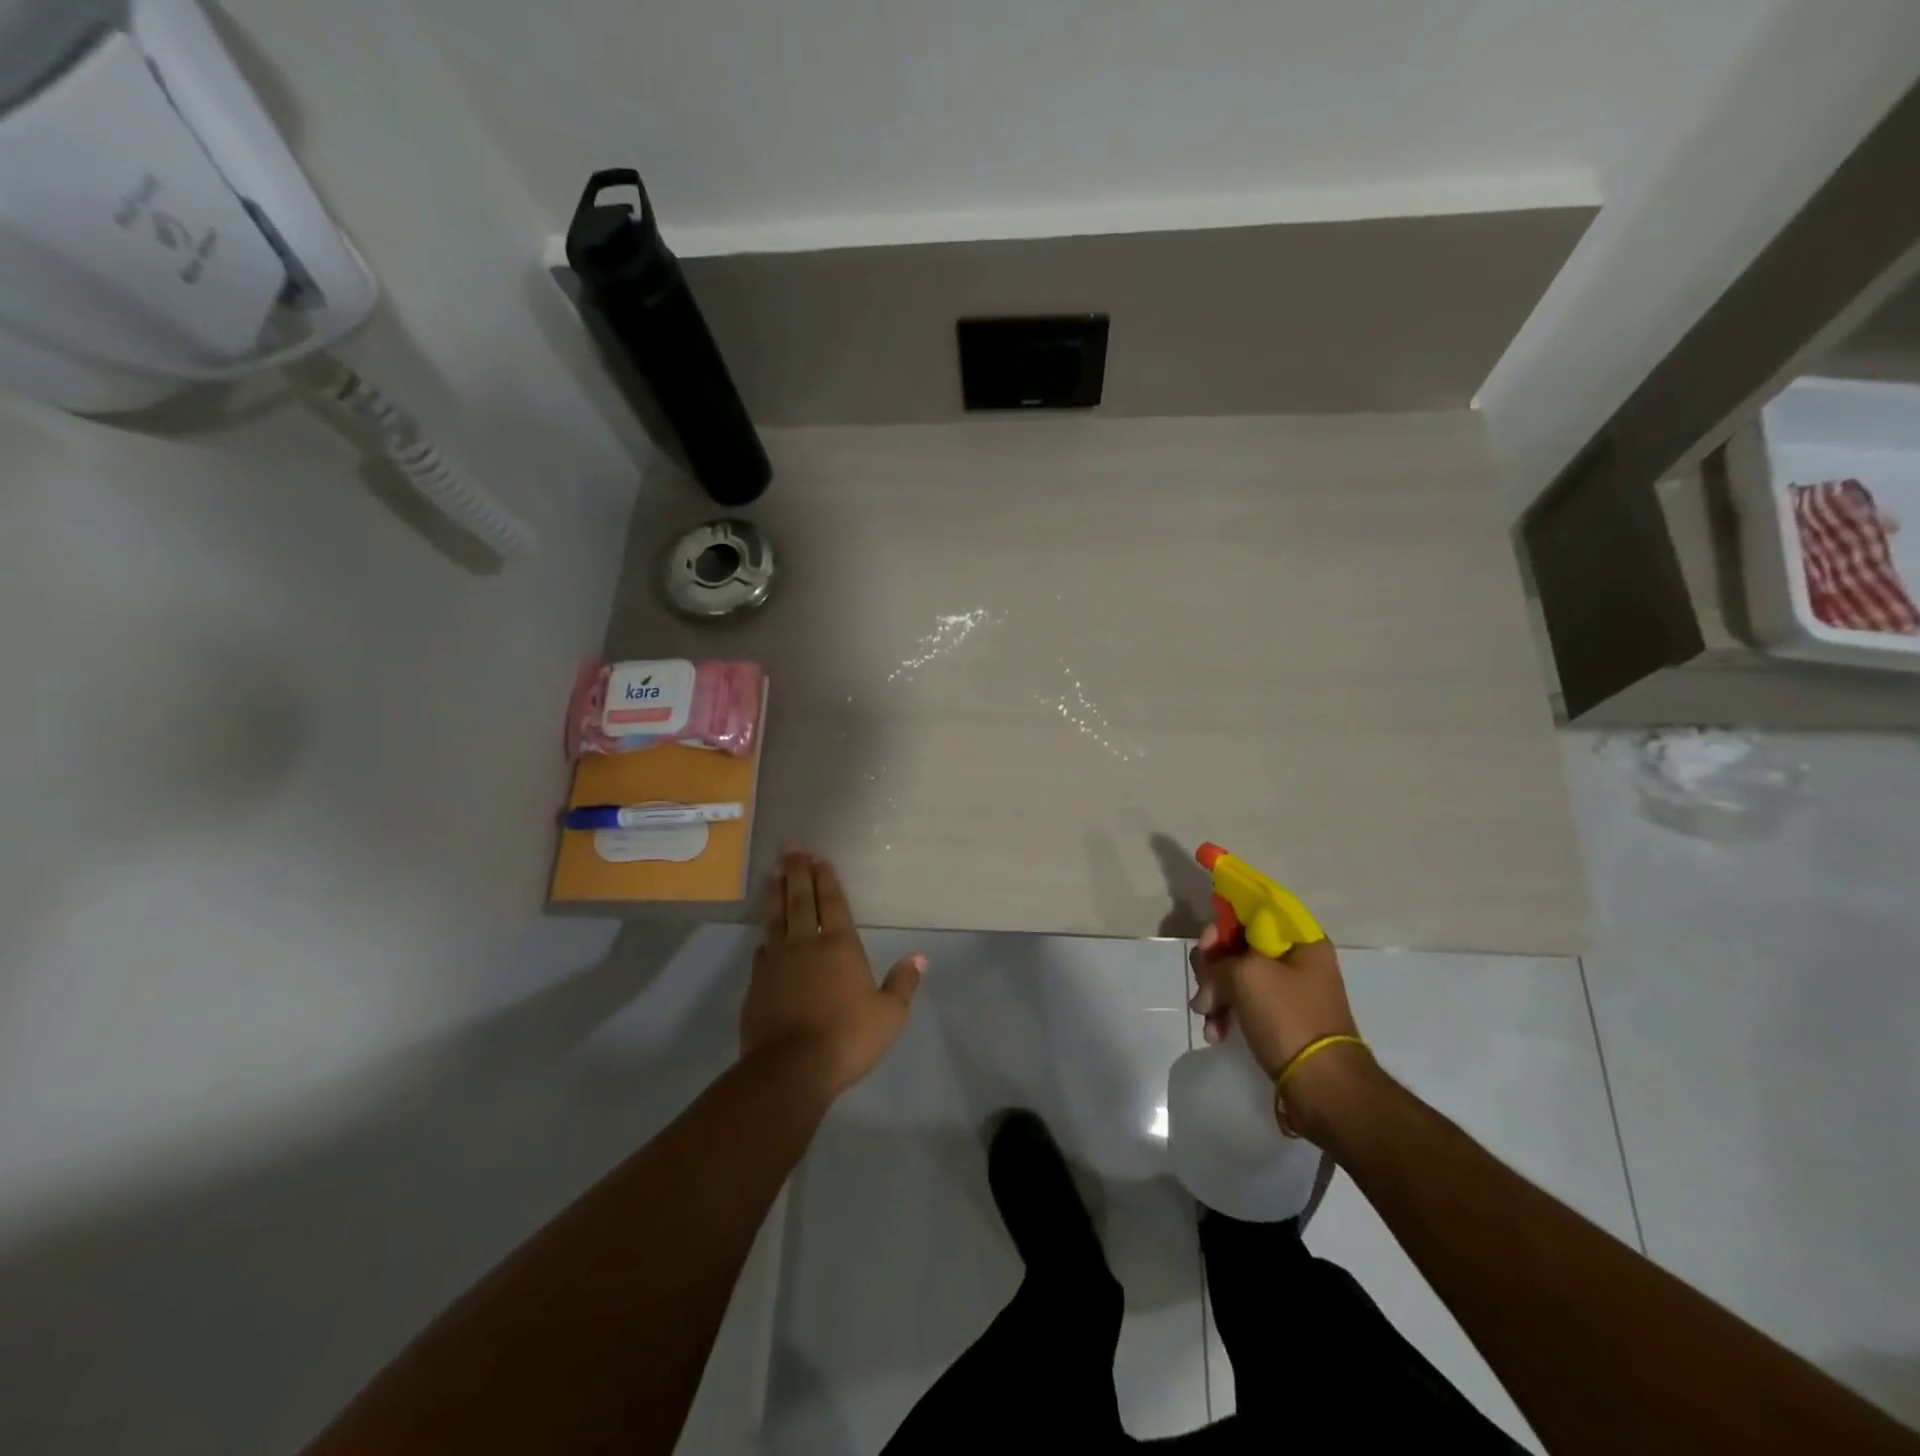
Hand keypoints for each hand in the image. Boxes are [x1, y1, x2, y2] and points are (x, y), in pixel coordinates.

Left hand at [740, 850, 926, 1097]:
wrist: (790, 1069)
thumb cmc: (846, 1038)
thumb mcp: (889, 1015)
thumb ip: (903, 983)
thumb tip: (920, 957)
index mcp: (839, 945)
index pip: (832, 903)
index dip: (826, 879)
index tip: (818, 858)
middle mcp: (806, 944)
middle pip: (800, 899)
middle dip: (797, 871)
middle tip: (790, 846)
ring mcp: (777, 962)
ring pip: (776, 918)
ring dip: (775, 893)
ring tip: (772, 872)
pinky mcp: (757, 983)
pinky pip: (762, 949)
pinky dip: (765, 935)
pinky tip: (764, 933)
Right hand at [1189, 927, 1369, 1134]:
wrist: (1323, 1086)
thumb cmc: (1289, 1018)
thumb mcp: (1246, 975)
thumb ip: (1218, 961)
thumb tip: (1211, 984)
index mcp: (1299, 939)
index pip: (1254, 910)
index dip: (1224, 920)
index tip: (1207, 942)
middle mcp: (1296, 960)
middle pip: (1239, 944)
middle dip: (1214, 964)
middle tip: (1205, 982)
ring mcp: (1287, 991)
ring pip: (1235, 976)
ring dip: (1215, 994)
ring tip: (1207, 1017)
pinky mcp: (1279, 1019)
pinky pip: (1242, 1003)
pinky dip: (1225, 1014)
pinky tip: (1216, 1033)